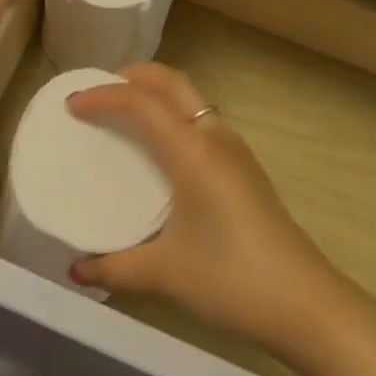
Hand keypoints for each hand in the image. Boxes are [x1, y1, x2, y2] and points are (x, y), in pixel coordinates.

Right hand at [66, 64, 346, 356]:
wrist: (303, 300)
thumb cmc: (230, 278)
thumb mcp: (166, 273)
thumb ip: (116, 266)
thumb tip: (76, 268)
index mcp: (192, 150)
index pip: (142, 103)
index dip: (104, 96)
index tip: (72, 103)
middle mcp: (214, 136)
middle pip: (172, 82)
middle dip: (136, 75)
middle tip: (101, 88)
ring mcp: (234, 148)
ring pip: (191, 98)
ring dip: (159, 92)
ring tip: (127, 110)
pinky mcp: (245, 165)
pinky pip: (202, 119)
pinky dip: (175, 113)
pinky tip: (164, 146)